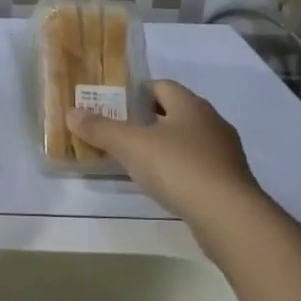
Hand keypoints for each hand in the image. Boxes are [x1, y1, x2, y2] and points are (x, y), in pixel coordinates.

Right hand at [67, 79, 262, 223]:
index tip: (114, 105)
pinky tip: (162, 183)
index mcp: (190, 104)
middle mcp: (211, 121)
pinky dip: (178, 168)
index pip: (161, 85)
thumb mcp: (131, 146)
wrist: (228, 215)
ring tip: (136, 159)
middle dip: (148, 119)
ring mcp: (224, 152)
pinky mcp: (229, 180)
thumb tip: (71, 112)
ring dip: (164, 144)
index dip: (137, 91)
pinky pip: (197, 164)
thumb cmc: (178, 167)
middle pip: (175, 111)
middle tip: (119, 131)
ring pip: (187, 139)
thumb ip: (100, 129)